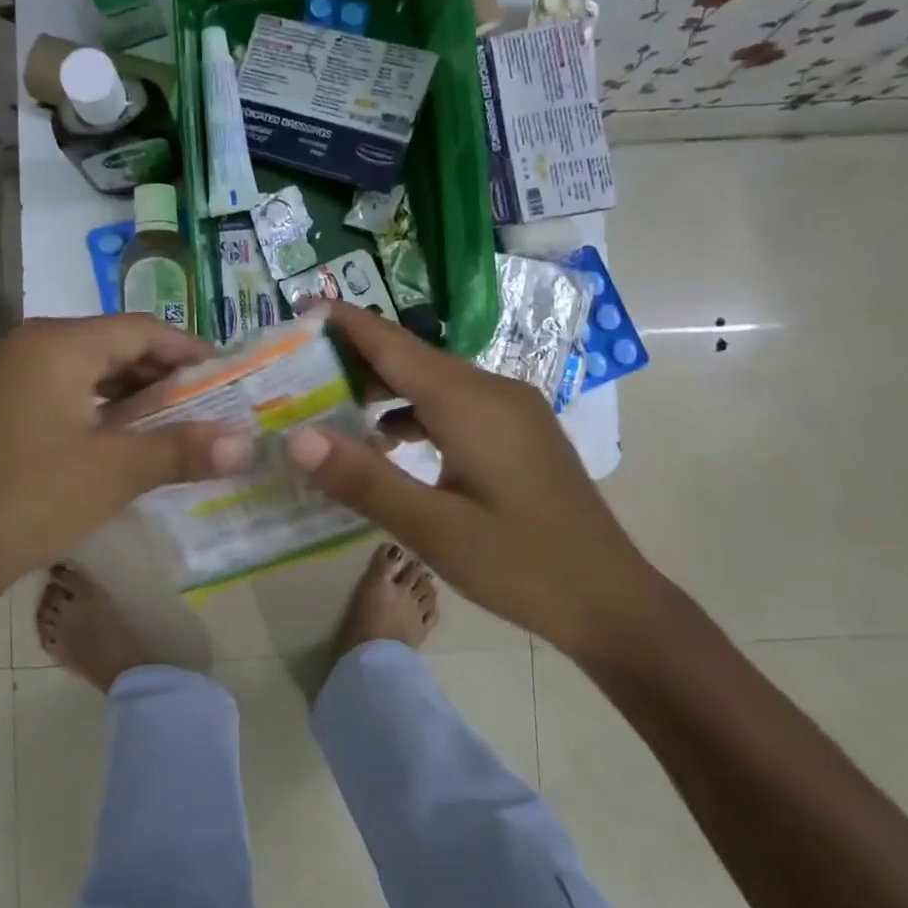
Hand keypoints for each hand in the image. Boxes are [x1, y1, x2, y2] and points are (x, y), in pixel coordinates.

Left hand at [0, 315, 251, 609]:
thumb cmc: (32, 500)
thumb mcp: (116, 471)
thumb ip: (183, 449)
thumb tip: (247, 444)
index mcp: (55, 344)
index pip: (139, 329)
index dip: (186, 348)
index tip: (223, 373)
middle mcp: (22, 345)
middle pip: (108, 343)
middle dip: (158, 371)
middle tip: (200, 400)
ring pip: (80, 367)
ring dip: (126, 389)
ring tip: (165, 418)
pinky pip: (53, 388)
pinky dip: (92, 404)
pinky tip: (112, 435)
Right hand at [285, 303, 661, 655]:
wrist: (611, 600)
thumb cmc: (521, 565)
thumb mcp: (434, 530)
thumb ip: (365, 480)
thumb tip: (296, 437)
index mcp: (471, 403)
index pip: (394, 346)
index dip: (346, 323)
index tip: (299, 307)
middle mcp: (493, 391)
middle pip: (412, 358)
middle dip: (356, 356)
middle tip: (298, 366)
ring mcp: (511, 410)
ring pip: (434, 381)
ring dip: (384, 386)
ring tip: (331, 400)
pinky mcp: (517, 432)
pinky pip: (454, 404)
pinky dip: (413, 411)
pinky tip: (387, 440)